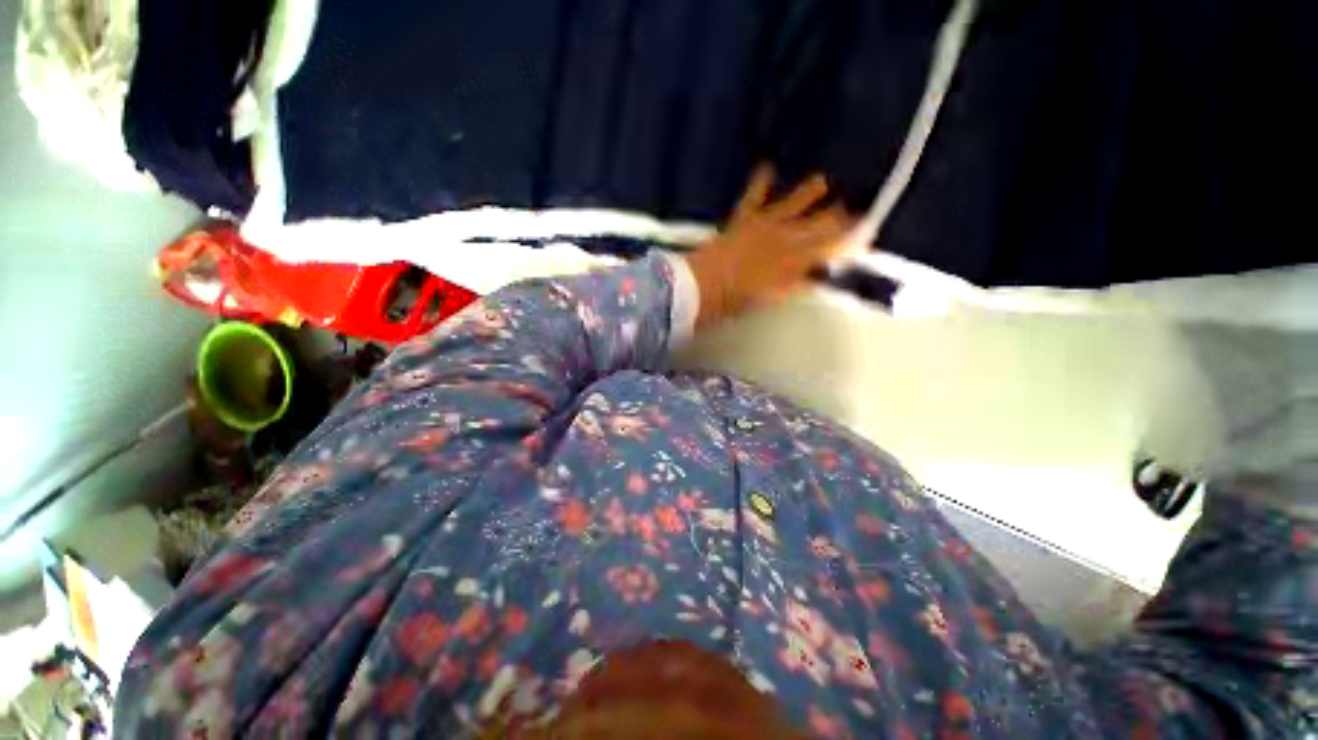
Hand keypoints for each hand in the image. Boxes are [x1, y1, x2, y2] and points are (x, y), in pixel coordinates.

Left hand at [684, 166, 853, 327]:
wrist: (703, 284)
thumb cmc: (737, 299)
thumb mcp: (772, 298)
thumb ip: (796, 284)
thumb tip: (817, 276)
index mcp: (793, 260)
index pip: (829, 247)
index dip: (848, 241)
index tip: (865, 234)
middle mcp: (784, 238)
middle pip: (816, 224)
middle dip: (836, 217)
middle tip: (853, 208)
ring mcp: (762, 225)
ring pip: (792, 205)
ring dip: (807, 193)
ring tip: (821, 180)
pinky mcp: (742, 220)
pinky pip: (753, 197)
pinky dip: (760, 182)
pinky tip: (766, 166)